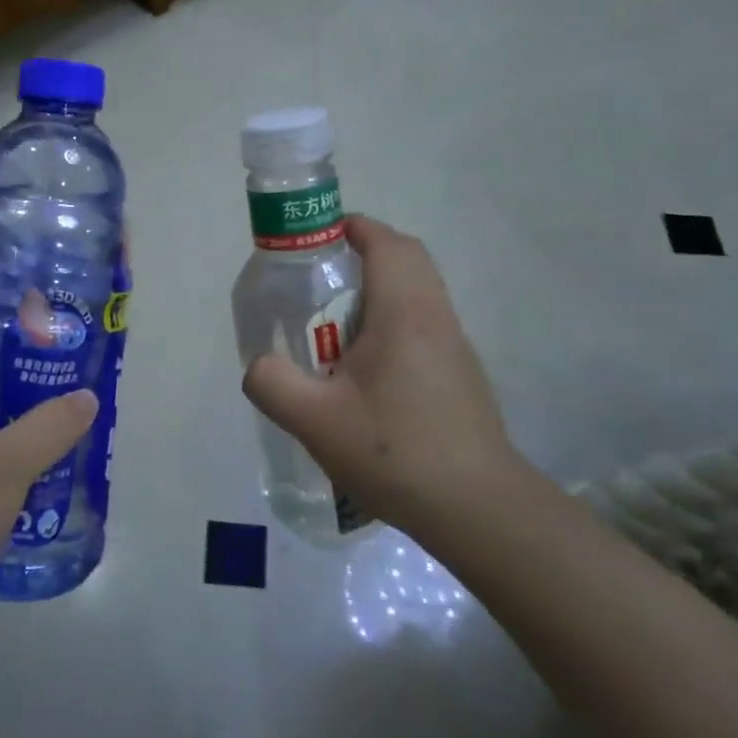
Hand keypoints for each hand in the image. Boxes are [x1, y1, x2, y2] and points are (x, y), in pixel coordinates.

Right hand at [241, 215, 518, 537]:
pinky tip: (364, 372)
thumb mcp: (315, 420)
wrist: (477, 509)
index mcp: (405, 313)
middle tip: (319, 280)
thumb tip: (259, 364)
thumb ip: (272, 382)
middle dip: (363, 256)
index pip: (387, 243)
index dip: (353, 228)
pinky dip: (392, 323)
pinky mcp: (460, 376)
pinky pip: (424, 325)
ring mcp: (455, 348)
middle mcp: (436, 318)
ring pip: (418, 293)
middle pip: (407, 260)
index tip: (317, 238)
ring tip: (333, 327)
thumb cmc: (396, 453)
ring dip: (378, 292)